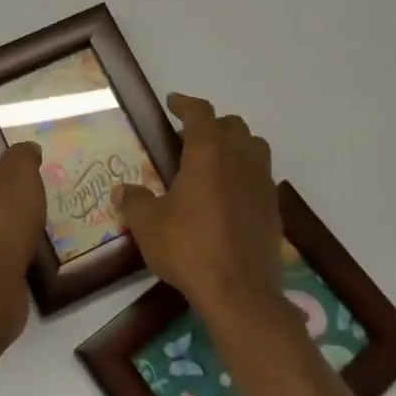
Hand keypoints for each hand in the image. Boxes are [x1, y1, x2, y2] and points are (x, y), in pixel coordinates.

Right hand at [113, 94, 282, 320]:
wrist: (240, 292)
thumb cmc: (189, 248)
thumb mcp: (148, 225)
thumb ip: (134, 202)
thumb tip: (122, 191)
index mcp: (209, 153)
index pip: (200, 113)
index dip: (185, 104)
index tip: (173, 103)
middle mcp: (240, 159)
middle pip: (232, 125)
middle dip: (211, 125)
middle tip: (189, 139)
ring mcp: (262, 183)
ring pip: (254, 147)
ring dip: (235, 145)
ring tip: (214, 163)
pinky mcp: (273, 208)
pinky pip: (261, 176)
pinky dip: (246, 174)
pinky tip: (229, 195)